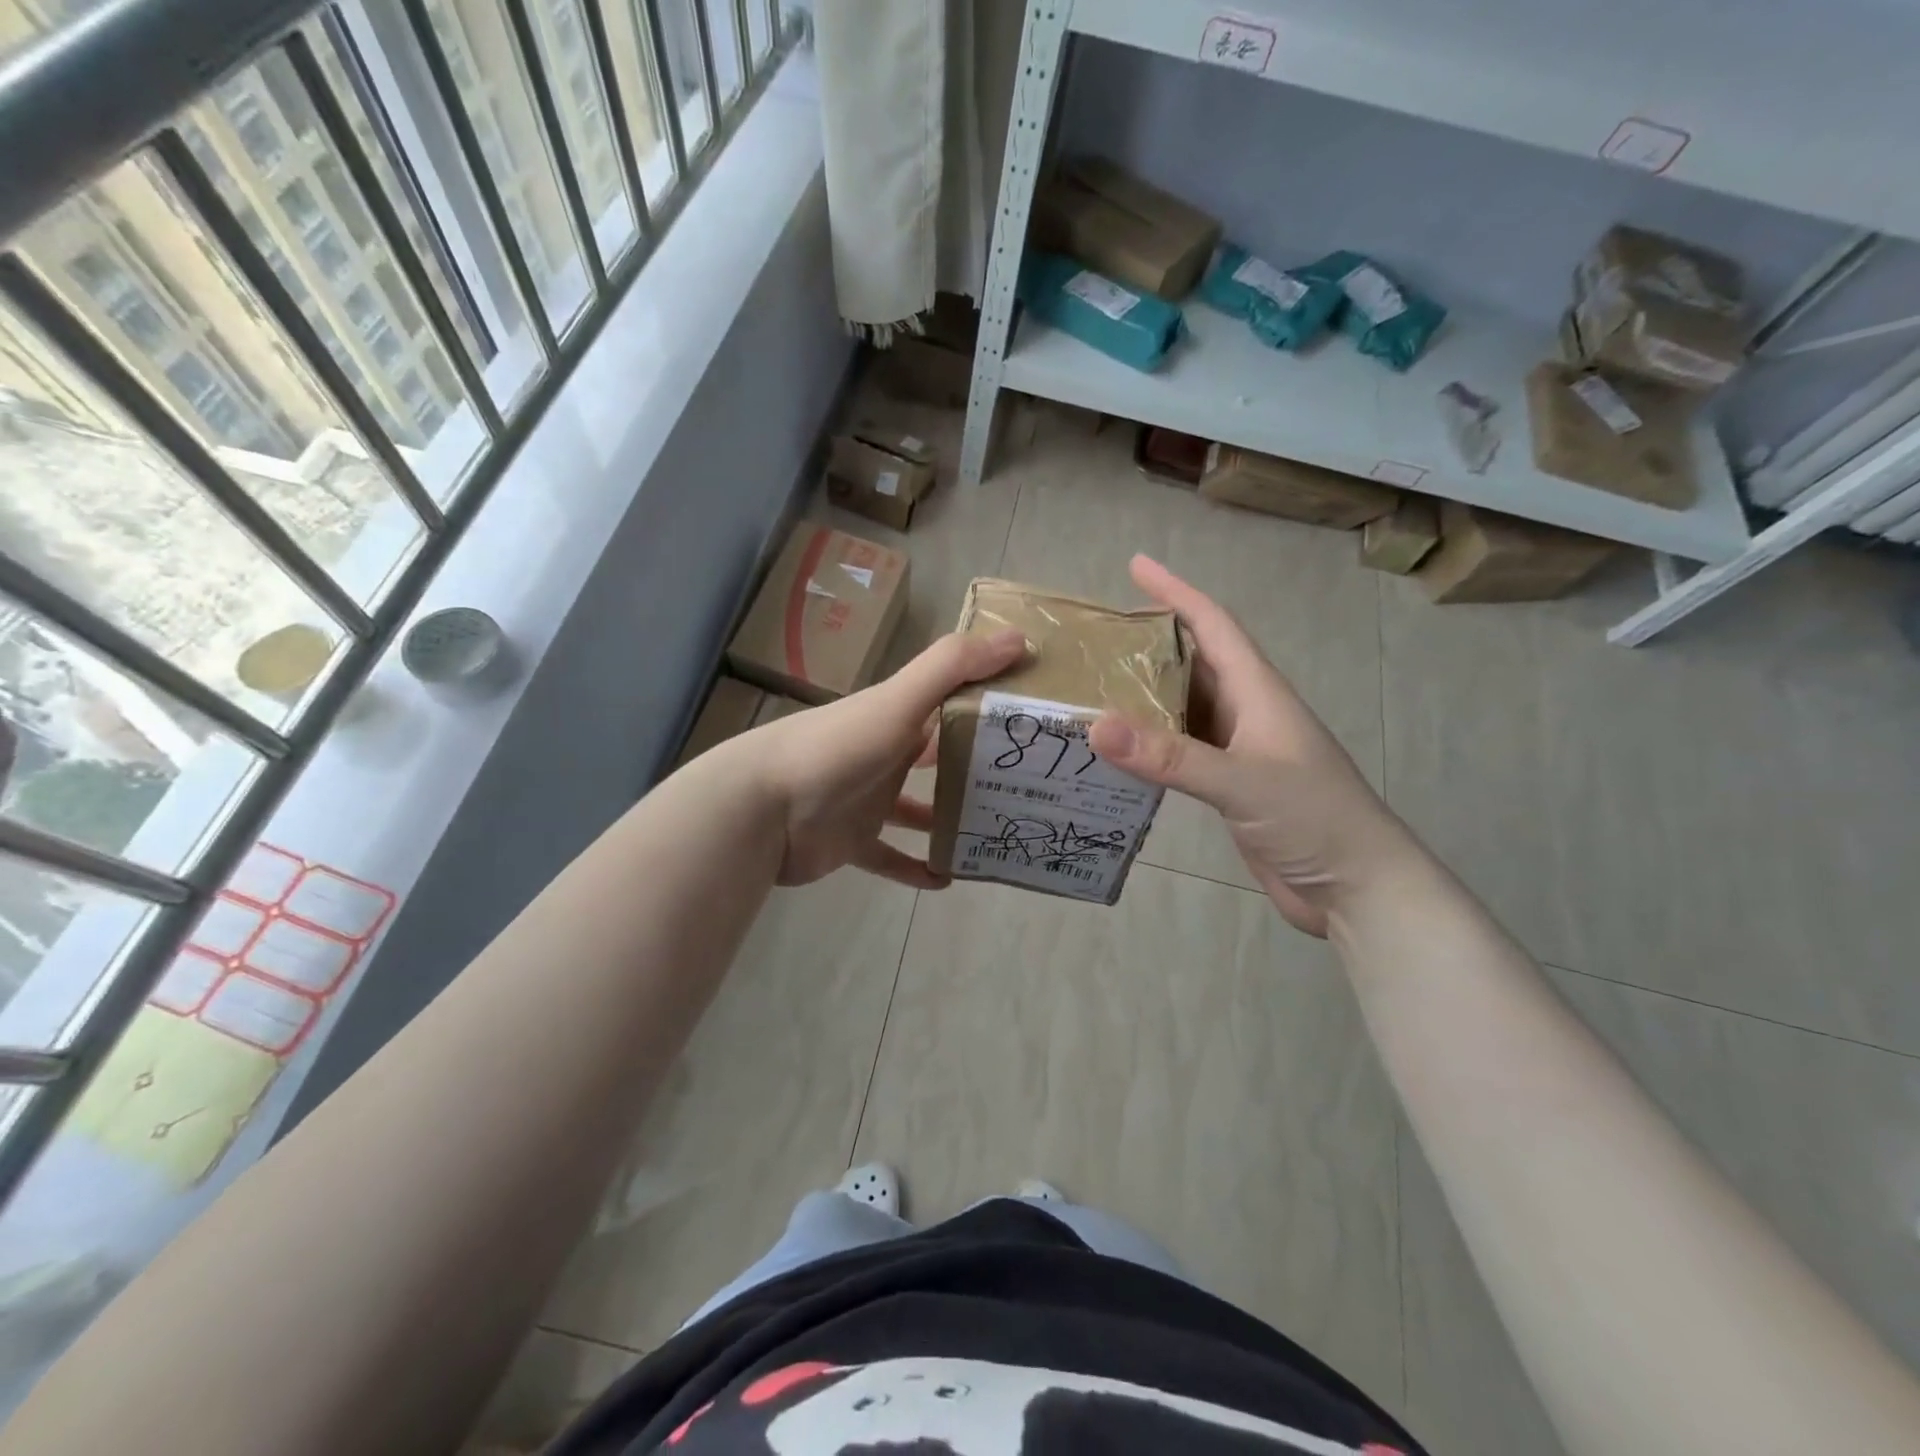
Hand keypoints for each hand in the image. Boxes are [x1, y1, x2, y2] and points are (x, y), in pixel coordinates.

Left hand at [747, 628, 1026, 888]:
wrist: (762, 807)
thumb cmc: (837, 748)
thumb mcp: (899, 700)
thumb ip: (953, 667)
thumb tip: (1019, 638)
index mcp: (896, 716)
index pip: (949, 703)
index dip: (987, 705)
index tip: (1032, 719)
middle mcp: (885, 754)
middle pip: (937, 757)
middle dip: (975, 766)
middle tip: (1024, 783)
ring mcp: (868, 799)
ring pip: (918, 808)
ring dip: (949, 818)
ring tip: (995, 830)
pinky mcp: (854, 841)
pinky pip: (891, 857)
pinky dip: (917, 867)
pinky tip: (949, 879)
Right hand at [1087, 556, 1415, 935]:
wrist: (1358, 888)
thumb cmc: (1315, 820)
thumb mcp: (1243, 782)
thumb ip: (1170, 756)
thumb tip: (1095, 725)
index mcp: (1258, 693)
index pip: (1214, 626)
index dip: (1177, 591)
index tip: (1137, 565)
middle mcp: (1248, 713)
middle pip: (1194, 661)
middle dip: (1151, 640)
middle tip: (1098, 634)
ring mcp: (1240, 750)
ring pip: (1185, 706)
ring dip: (1146, 693)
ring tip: (1095, 684)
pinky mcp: (1230, 785)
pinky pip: (1182, 748)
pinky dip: (1151, 741)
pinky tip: (1121, 749)